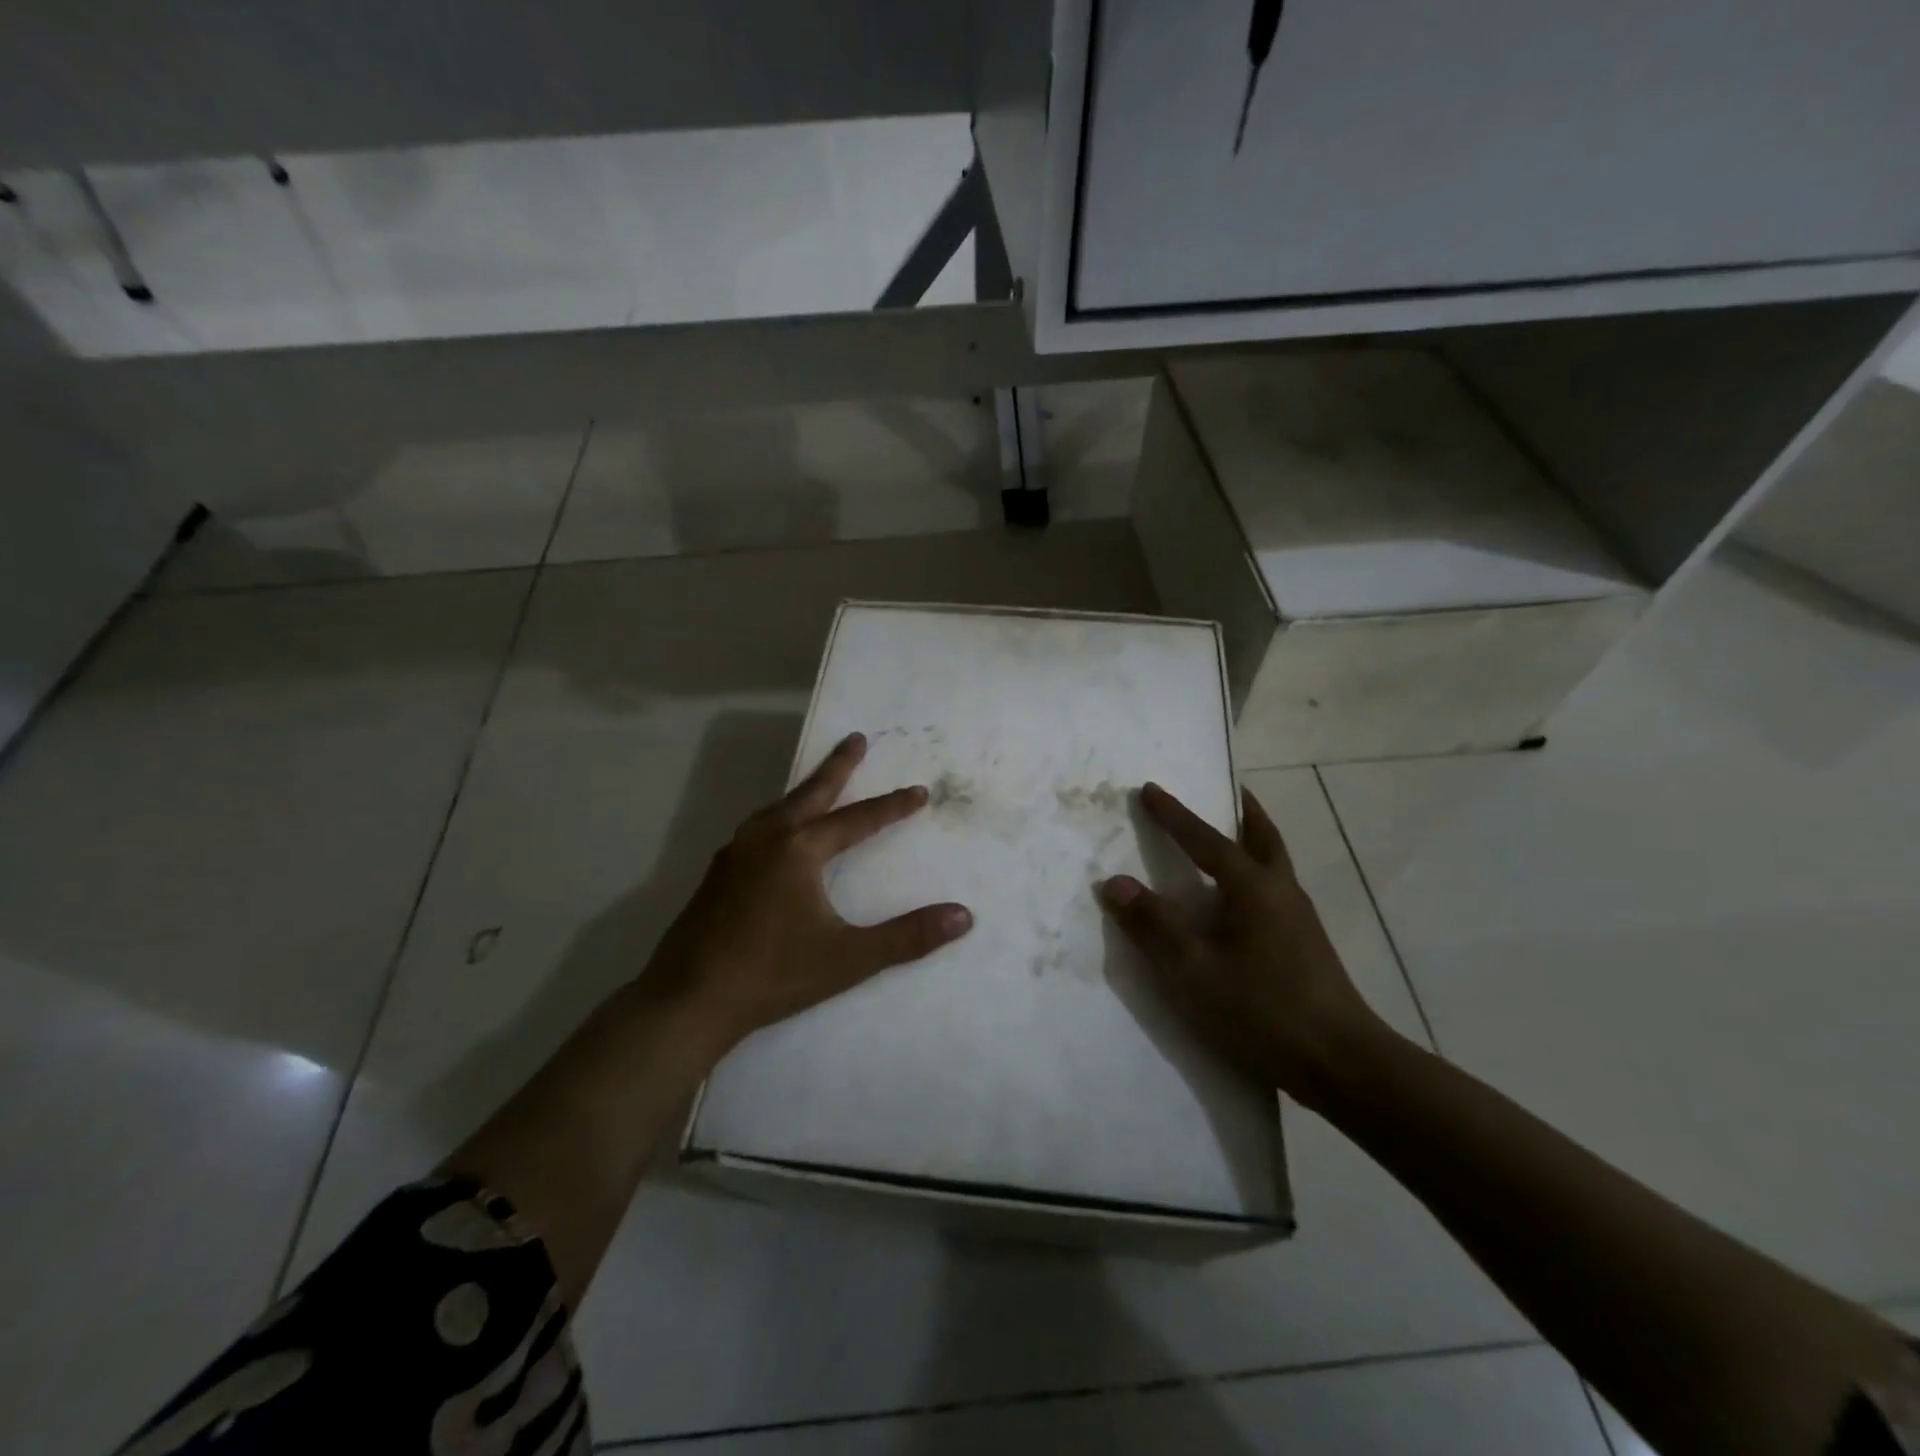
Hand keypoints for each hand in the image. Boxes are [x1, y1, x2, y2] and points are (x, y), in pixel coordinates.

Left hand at [643, 732, 972, 1050]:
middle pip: (811, 793)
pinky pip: (756, 828)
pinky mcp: (716, 874)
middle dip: (838, 766)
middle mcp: (766, 840)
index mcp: (799, 851)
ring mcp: (735, 854)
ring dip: (804, 790)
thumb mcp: (849, 958)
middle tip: (856, 739)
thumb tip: (963, 916)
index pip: (858, 820)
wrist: (688, 1000)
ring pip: (777, 808)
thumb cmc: (773, 975)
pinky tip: (775, 834)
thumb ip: (907, 936)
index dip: (892, 807)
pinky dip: (777, 816)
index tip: (919, 792)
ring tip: (819, 783)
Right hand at [1099, 782, 1389, 1104]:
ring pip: (1275, 863)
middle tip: (1226, 790)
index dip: (1174, 814)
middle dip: (1241, 810)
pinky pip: (1276, 890)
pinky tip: (1242, 901)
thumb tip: (1115, 882)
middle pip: (1263, 836)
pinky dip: (1257, 872)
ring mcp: (1300, 920)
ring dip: (1252, 840)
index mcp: (1253, 888)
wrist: (1343, 1065)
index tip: (1149, 788)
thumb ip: (1153, 925)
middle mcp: (1281, 892)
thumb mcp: (1193, 971)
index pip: (1206, 839)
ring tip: (1231, 836)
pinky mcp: (1307, 946)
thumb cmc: (1262, 1010)